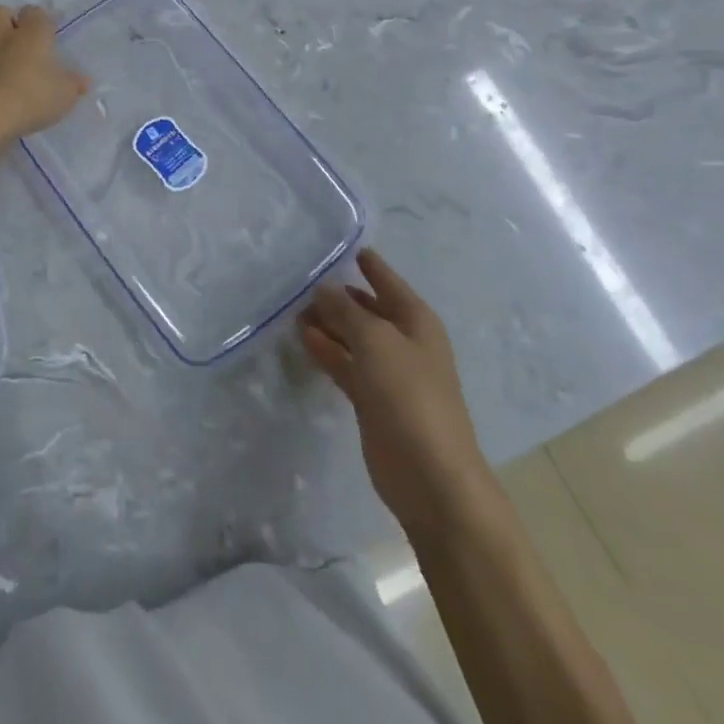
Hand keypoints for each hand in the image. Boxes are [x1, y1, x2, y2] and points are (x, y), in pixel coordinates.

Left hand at [0, 5, 89, 142]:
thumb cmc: (34, 99)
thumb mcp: (66, 94)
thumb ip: (74, 85)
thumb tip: (84, 80)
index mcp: (32, 36)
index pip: (34, 12)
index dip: (40, 18)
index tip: (47, 30)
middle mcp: (4, 39)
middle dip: (5, 18)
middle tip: (16, 35)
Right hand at [300, 249, 494, 540]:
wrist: (430, 477)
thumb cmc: (409, 395)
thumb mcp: (375, 340)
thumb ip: (345, 310)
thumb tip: (323, 288)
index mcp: (416, 321)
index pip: (387, 280)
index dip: (367, 263)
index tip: (341, 245)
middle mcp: (404, 341)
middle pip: (367, 308)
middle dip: (338, 294)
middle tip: (301, 278)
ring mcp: (388, 373)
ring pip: (353, 337)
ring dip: (327, 323)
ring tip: (293, 307)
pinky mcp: (372, 400)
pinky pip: (345, 364)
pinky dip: (326, 351)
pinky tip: (302, 338)